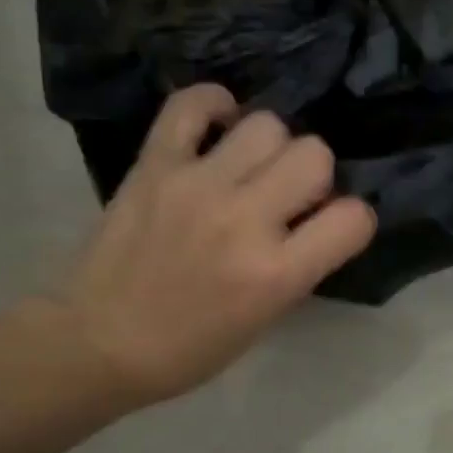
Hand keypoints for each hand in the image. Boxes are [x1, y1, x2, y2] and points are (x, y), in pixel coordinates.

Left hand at [56, 85, 375, 402]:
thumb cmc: (190, 347)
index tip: (332, 227)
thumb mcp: (265, 318)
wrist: (99, 342)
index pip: (353, 218)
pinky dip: (213, 106)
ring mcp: (197, 186)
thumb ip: (300, 264)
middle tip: (287, 196)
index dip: (352, 219)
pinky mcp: (154, 164)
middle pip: (315, 154)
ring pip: (266, 124)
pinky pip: (192, 104)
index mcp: (276, 274)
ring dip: (270, 146)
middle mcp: (244, 220)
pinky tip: (218, 128)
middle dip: (314, 175)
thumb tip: (317, 217)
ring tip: (250, 167)